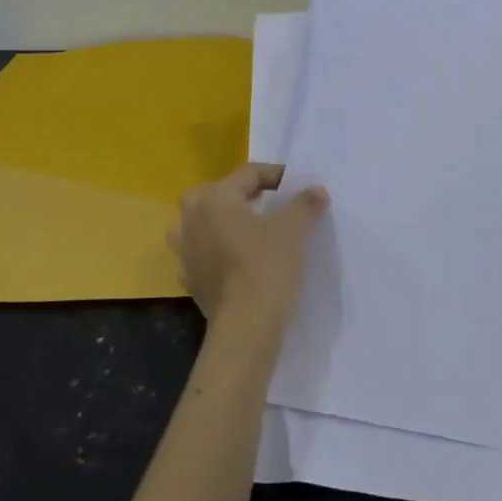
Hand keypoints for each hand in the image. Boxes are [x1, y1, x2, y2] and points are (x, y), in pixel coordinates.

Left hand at [168, 163, 329, 324]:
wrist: (245, 326)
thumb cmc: (267, 266)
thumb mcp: (293, 229)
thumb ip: (305, 204)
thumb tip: (317, 191)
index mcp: (214, 198)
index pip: (248, 174)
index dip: (275, 175)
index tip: (297, 185)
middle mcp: (191, 218)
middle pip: (220, 194)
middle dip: (246, 196)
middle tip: (273, 203)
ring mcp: (184, 250)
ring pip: (205, 224)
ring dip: (226, 222)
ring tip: (251, 229)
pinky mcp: (189, 278)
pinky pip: (204, 253)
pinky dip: (219, 250)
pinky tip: (237, 259)